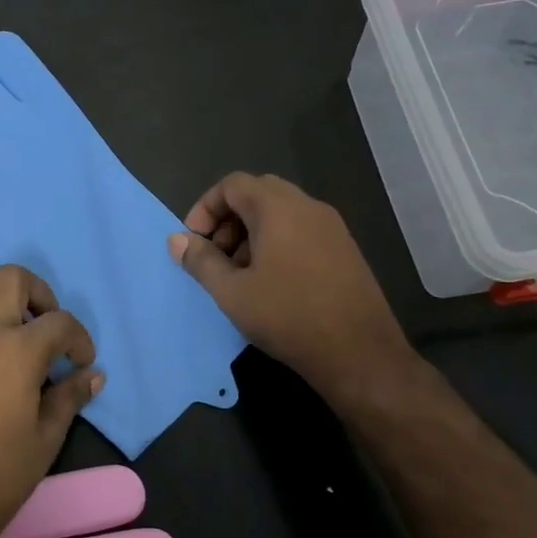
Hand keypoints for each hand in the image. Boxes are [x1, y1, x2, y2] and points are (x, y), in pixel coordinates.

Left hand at [0, 266, 100, 537]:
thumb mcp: (46, 438)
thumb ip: (70, 396)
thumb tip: (93, 375)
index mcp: (17, 350)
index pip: (60, 323)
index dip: (79, 340)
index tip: (81, 362)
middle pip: (12, 278)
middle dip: (39, 295)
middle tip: (47, 329)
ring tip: (11, 335)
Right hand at [167, 172, 416, 404]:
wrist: (360, 353)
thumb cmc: (288, 316)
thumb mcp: (231, 292)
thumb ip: (200, 261)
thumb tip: (176, 240)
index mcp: (278, 208)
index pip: (232, 184)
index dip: (205, 208)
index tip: (194, 242)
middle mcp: (307, 206)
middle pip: (256, 193)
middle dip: (227, 219)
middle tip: (215, 255)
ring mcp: (331, 226)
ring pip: (280, 212)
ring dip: (251, 232)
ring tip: (240, 273)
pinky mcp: (344, 248)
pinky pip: (300, 229)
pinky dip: (276, 242)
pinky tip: (271, 282)